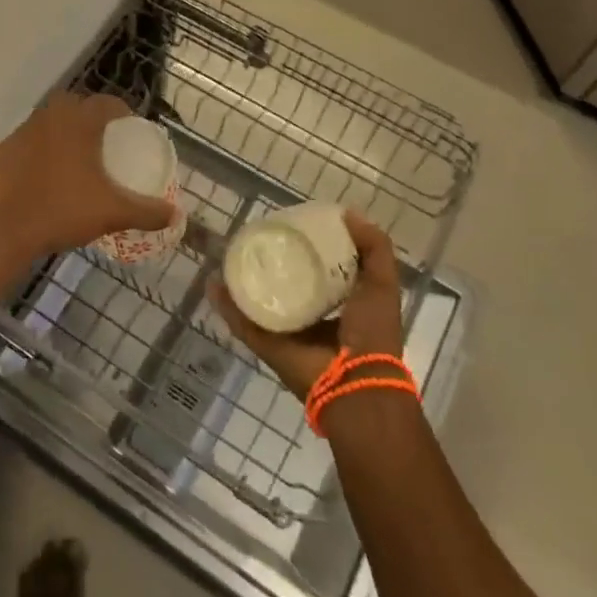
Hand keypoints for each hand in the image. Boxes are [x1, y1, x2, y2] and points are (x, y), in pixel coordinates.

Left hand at [0, 92, 177, 259]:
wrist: (3, 232)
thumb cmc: (63, 211)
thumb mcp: (113, 213)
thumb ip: (147, 212)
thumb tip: (174, 215)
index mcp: (78, 122)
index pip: (106, 103)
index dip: (122, 112)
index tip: (130, 129)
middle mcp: (48, 117)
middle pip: (75, 106)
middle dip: (91, 119)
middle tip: (104, 143)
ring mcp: (21, 133)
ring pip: (49, 123)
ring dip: (63, 134)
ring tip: (75, 160)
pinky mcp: (1, 153)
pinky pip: (28, 144)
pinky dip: (40, 153)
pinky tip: (45, 178)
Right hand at [210, 211, 405, 399]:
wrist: (356, 383)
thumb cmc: (373, 330)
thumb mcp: (382, 282)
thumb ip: (374, 247)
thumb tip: (347, 213)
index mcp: (340, 304)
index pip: (319, 270)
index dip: (308, 248)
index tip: (293, 225)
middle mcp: (311, 316)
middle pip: (286, 283)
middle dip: (272, 262)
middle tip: (255, 236)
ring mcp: (286, 331)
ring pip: (260, 300)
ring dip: (244, 281)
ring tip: (230, 254)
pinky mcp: (266, 344)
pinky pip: (242, 321)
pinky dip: (227, 305)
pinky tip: (214, 282)